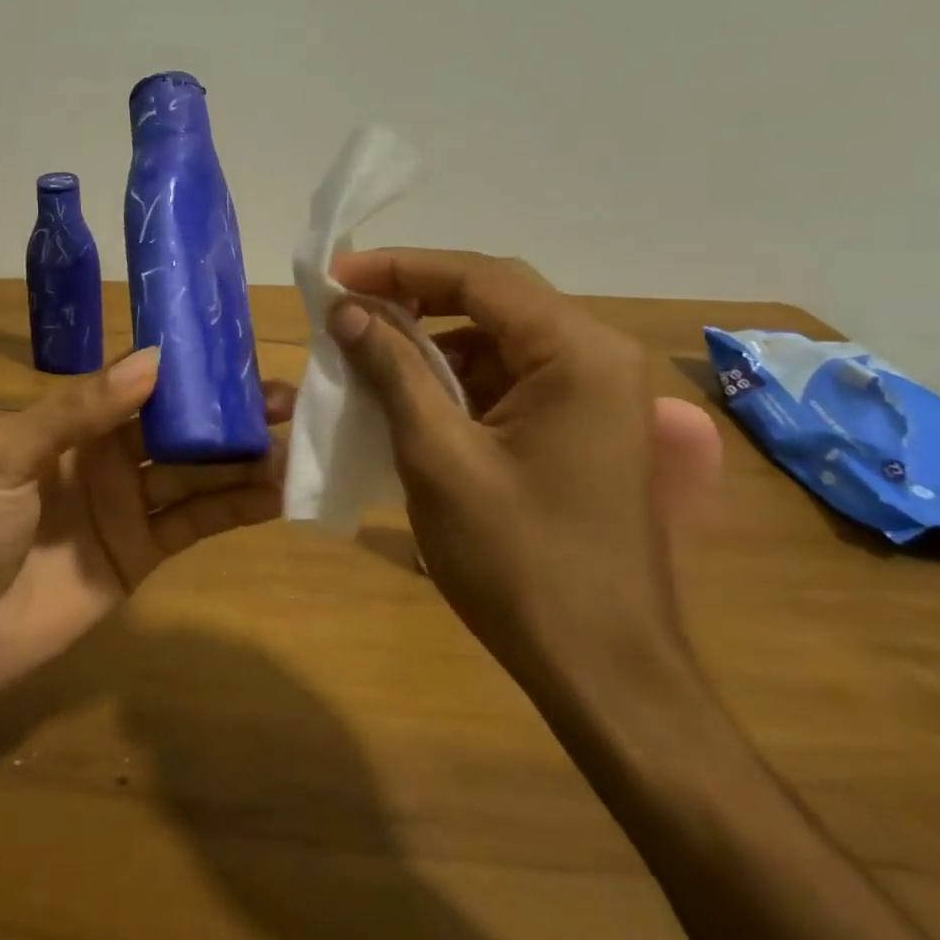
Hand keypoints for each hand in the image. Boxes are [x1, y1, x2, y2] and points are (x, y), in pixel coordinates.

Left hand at [0, 348, 294, 694]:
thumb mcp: (6, 453)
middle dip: (231, 412)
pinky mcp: (147, 550)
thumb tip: (152, 361)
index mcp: (77, 420)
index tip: (239, 355)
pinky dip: (238, 508)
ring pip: (199, 472)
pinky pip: (198, 522)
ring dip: (246, 459)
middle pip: (182, 427)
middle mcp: (112, 454)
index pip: (144, 384)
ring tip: (298, 445)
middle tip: (290, 402)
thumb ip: (75, 408)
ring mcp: (132, 503)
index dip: (190, 371)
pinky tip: (278, 494)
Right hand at [326, 248, 721, 689]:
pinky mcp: (584, 425)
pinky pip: (511, 376)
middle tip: (347, 305)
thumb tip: (345, 311)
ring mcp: (598, 393)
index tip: (336, 274)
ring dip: (433, 338)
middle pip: (494, 298)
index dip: (399, 268)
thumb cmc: (518, 562)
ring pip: (499, 337)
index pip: (478, 278)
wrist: (603, 671)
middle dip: (415, 296)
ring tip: (368, 350)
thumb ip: (392, 370)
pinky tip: (411, 395)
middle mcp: (599, 356)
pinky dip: (457, 376)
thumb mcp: (438, 457)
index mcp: (577, 353)